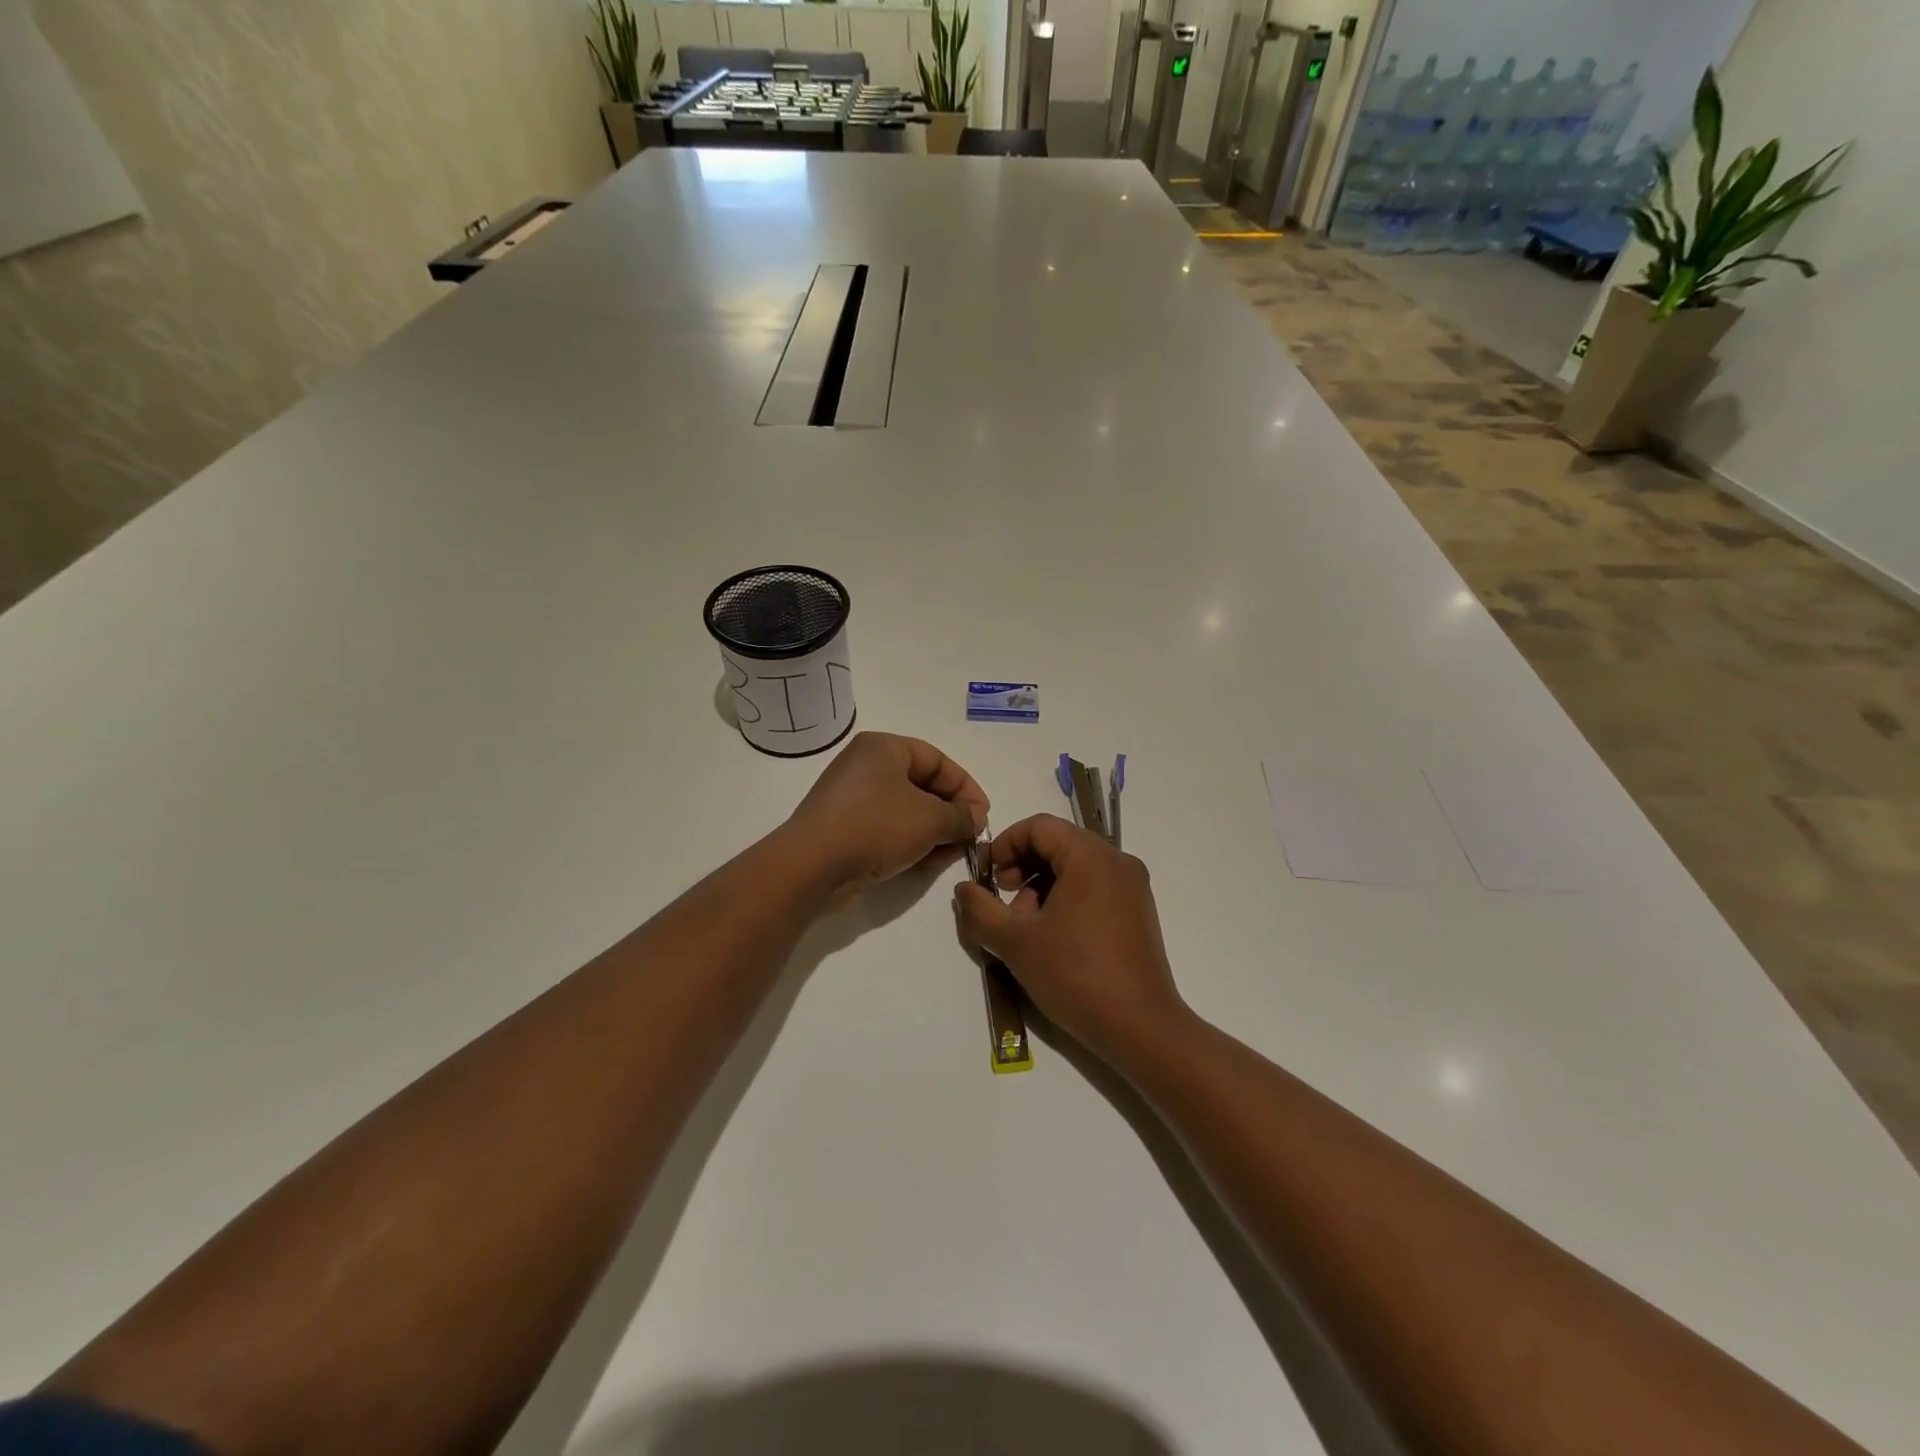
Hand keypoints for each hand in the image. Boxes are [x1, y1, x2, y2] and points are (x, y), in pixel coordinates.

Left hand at [785, 732, 988, 898]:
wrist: (813, 865)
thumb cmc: (876, 826)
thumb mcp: (930, 819)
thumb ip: (960, 816)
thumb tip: (975, 819)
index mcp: (884, 747)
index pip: (937, 760)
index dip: (966, 787)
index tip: (982, 816)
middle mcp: (866, 765)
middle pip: (922, 784)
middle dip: (950, 812)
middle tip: (969, 837)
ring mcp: (851, 797)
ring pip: (906, 809)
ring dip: (932, 830)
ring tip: (950, 854)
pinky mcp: (843, 827)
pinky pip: (886, 828)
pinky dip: (909, 841)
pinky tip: (925, 862)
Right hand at [953, 814, 1187, 1068]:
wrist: (1140, 1028)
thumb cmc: (1075, 976)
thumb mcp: (1015, 942)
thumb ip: (981, 910)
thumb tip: (964, 889)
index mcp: (1091, 856)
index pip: (1039, 826)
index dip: (1006, 844)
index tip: (988, 877)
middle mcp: (1117, 861)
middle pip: (1059, 843)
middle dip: (1023, 866)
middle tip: (1004, 901)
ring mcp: (1132, 886)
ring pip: (1076, 866)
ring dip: (1043, 885)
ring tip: (1027, 927)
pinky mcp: (1138, 911)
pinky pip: (1095, 886)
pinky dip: (1067, 898)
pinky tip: (1054, 936)